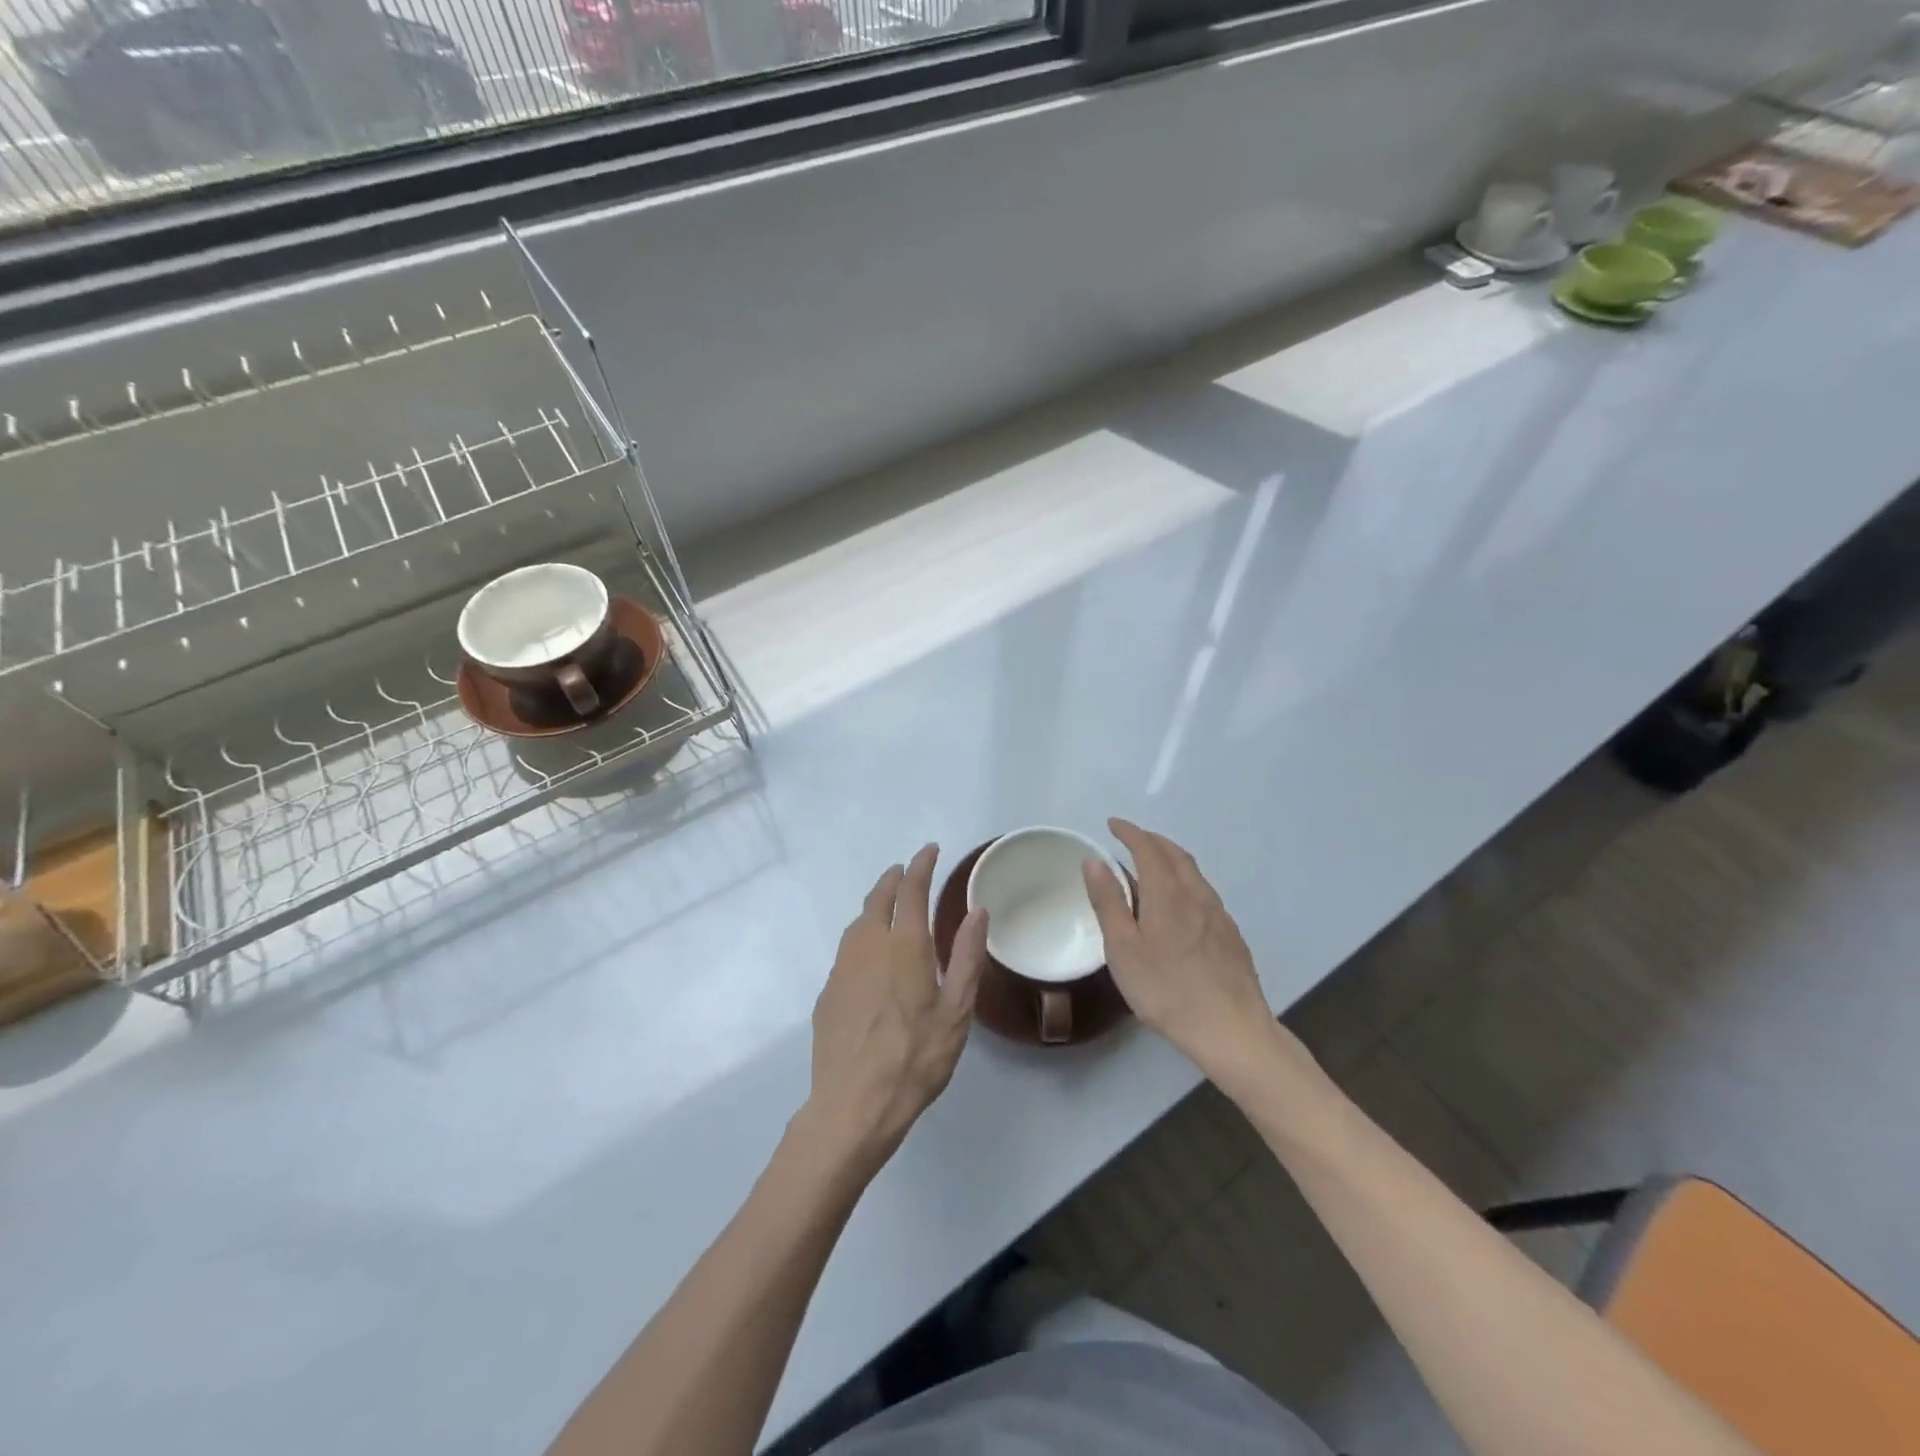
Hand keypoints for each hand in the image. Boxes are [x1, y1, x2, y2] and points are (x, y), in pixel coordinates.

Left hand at [804, 845, 987, 1170]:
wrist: (853, 1105)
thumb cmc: (915, 1058)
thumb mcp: (956, 1011)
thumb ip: (967, 957)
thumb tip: (977, 911)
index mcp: (904, 946)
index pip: (912, 890)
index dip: (921, 865)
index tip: (930, 850)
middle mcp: (868, 946)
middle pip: (878, 898)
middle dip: (894, 879)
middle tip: (907, 872)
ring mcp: (842, 969)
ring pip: (858, 922)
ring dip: (875, 905)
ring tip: (889, 907)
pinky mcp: (827, 993)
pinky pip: (847, 951)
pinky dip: (862, 937)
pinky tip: (870, 957)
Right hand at [1084, 818, 1304, 1092]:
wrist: (1231, 1029)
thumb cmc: (1166, 990)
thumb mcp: (1122, 948)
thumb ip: (1108, 902)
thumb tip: (1094, 861)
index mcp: (1167, 893)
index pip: (1147, 848)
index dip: (1129, 832)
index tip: (1112, 824)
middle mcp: (1196, 894)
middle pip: (1175, 854)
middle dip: (1151, 840)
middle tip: (1130, 839)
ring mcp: (1218, 914)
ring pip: (1193, 873)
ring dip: (1170, 859)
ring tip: (1151, 866)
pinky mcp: (1230, 934)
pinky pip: (1203, 892)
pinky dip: (1184, 881)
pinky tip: (1178, 903)